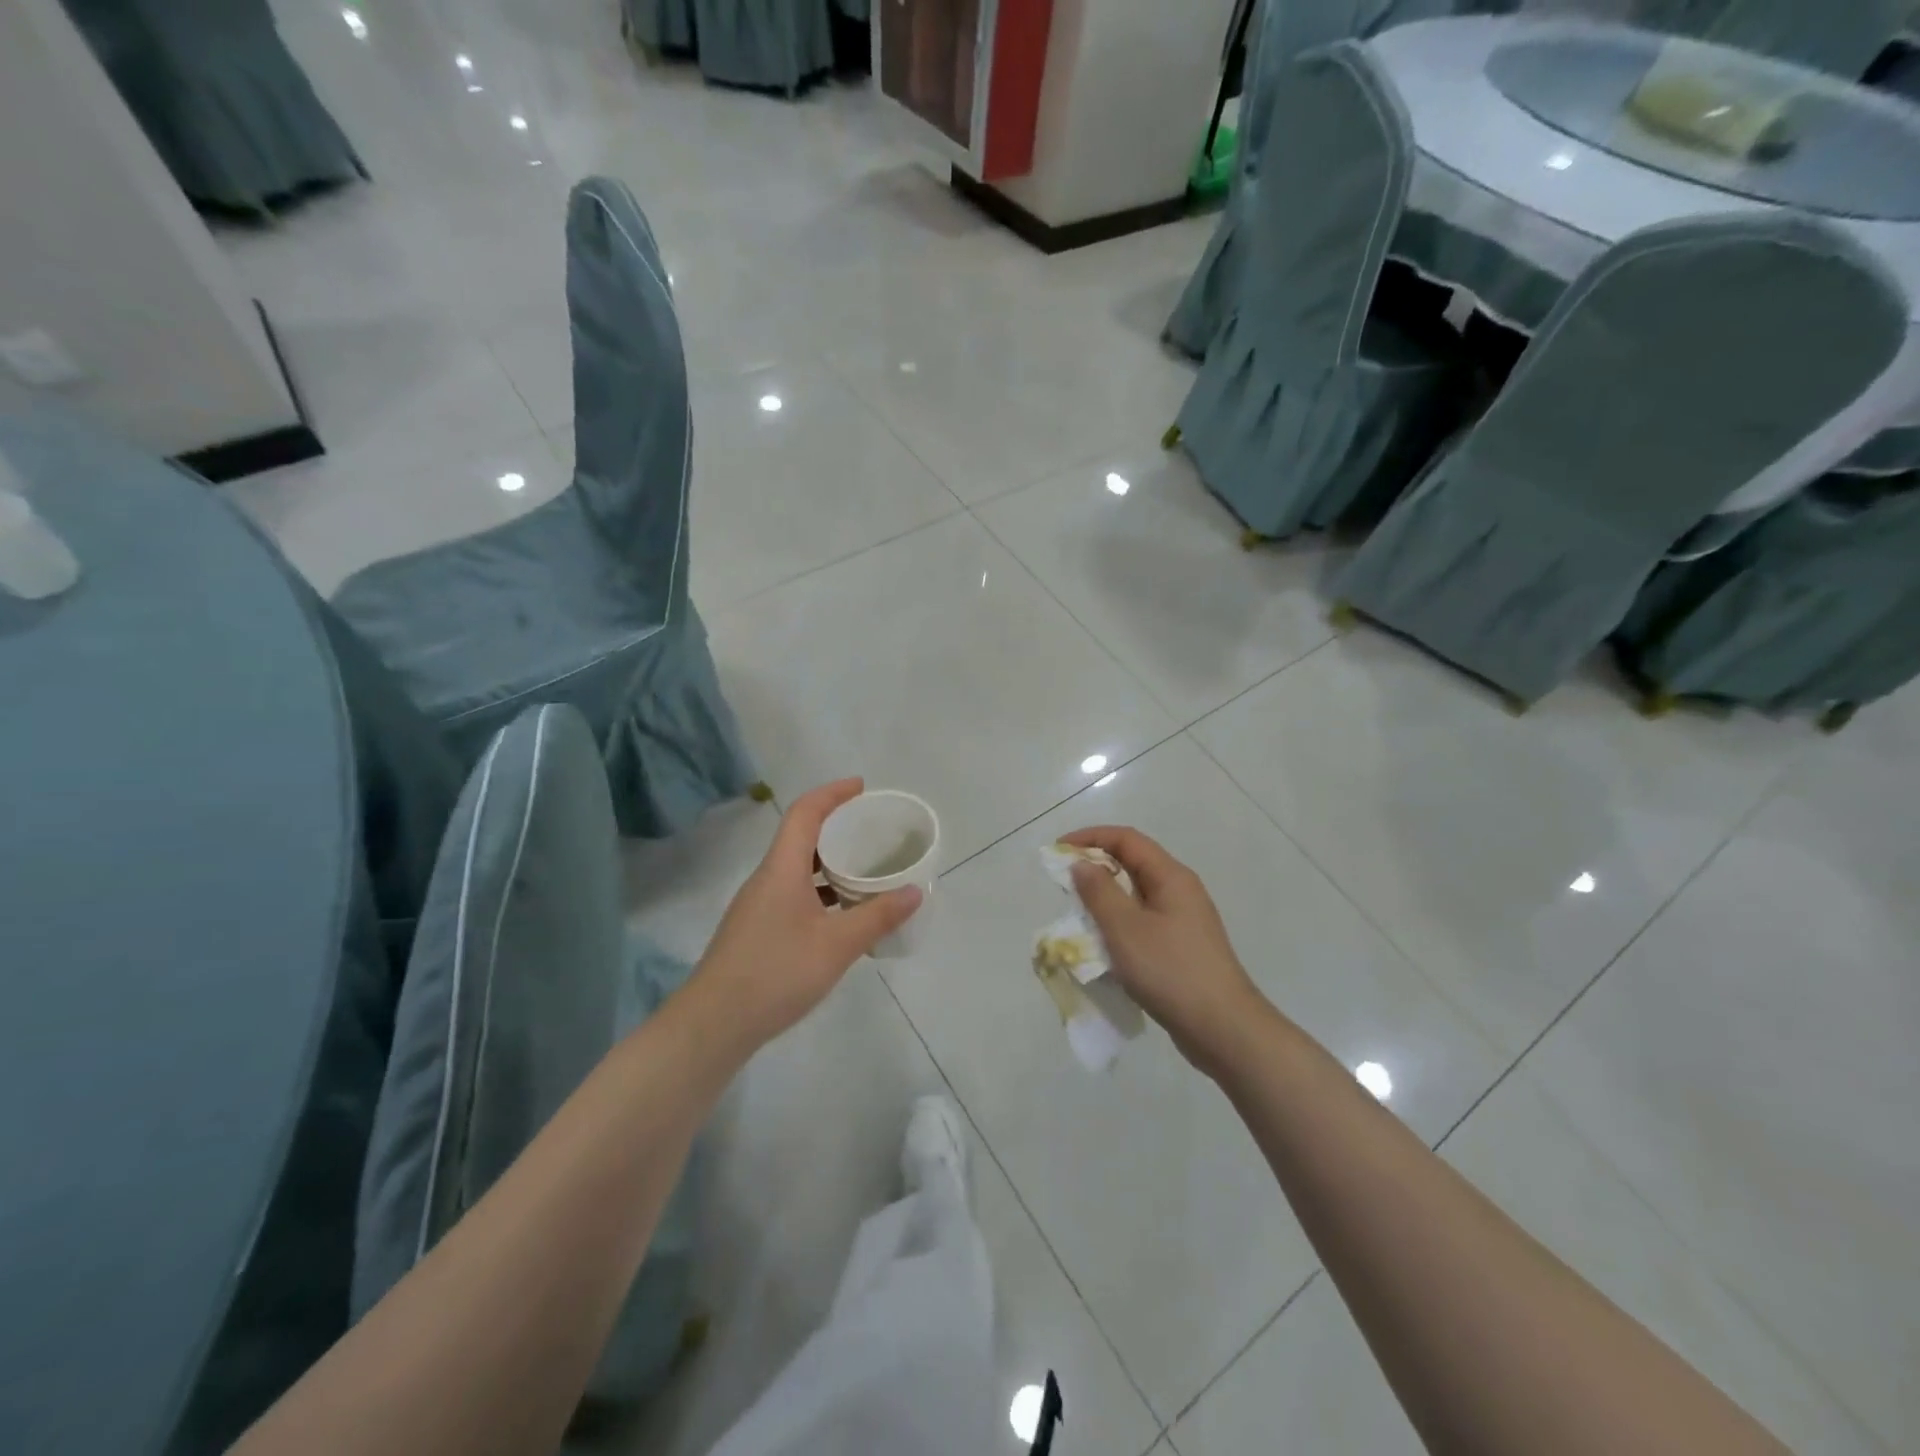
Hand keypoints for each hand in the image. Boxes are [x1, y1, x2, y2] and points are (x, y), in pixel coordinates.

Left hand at [689, 779, 922, 1056]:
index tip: (862, 787)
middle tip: (873, 831)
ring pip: (798, 869)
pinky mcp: (756, 930)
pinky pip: (793, 894)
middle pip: (802, 837)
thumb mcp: (836, 946)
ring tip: (866, 871)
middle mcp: (767, 878)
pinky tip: (842, 916)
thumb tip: (915, 891)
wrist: (713, 1024)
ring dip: (830, 863)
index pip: (805, 813)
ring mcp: (758, 905)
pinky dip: (820, 892)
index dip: (832, 793)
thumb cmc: (776, 973)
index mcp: (782, 868)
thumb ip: (877, 917)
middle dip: (837, 827)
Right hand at [1058, 826, 1267, 1075]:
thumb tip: (1081, 863)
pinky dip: (1118, 926)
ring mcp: (1183, 921)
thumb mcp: (1125, 928)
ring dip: (1104, 900)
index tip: (1058, 851)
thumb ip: (1099, 892)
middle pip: (1132, 864)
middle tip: (1063, 886)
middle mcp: (1180, 891)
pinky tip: (1103, 947)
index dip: (1090, 838)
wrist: (1223, 1029)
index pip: (1126, 839)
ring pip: (1136, 896)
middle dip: (1095, 868)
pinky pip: (1142, 923)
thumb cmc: (1171, 971)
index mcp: (1171, 877)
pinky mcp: (1180, 948)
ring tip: (1078, 917)